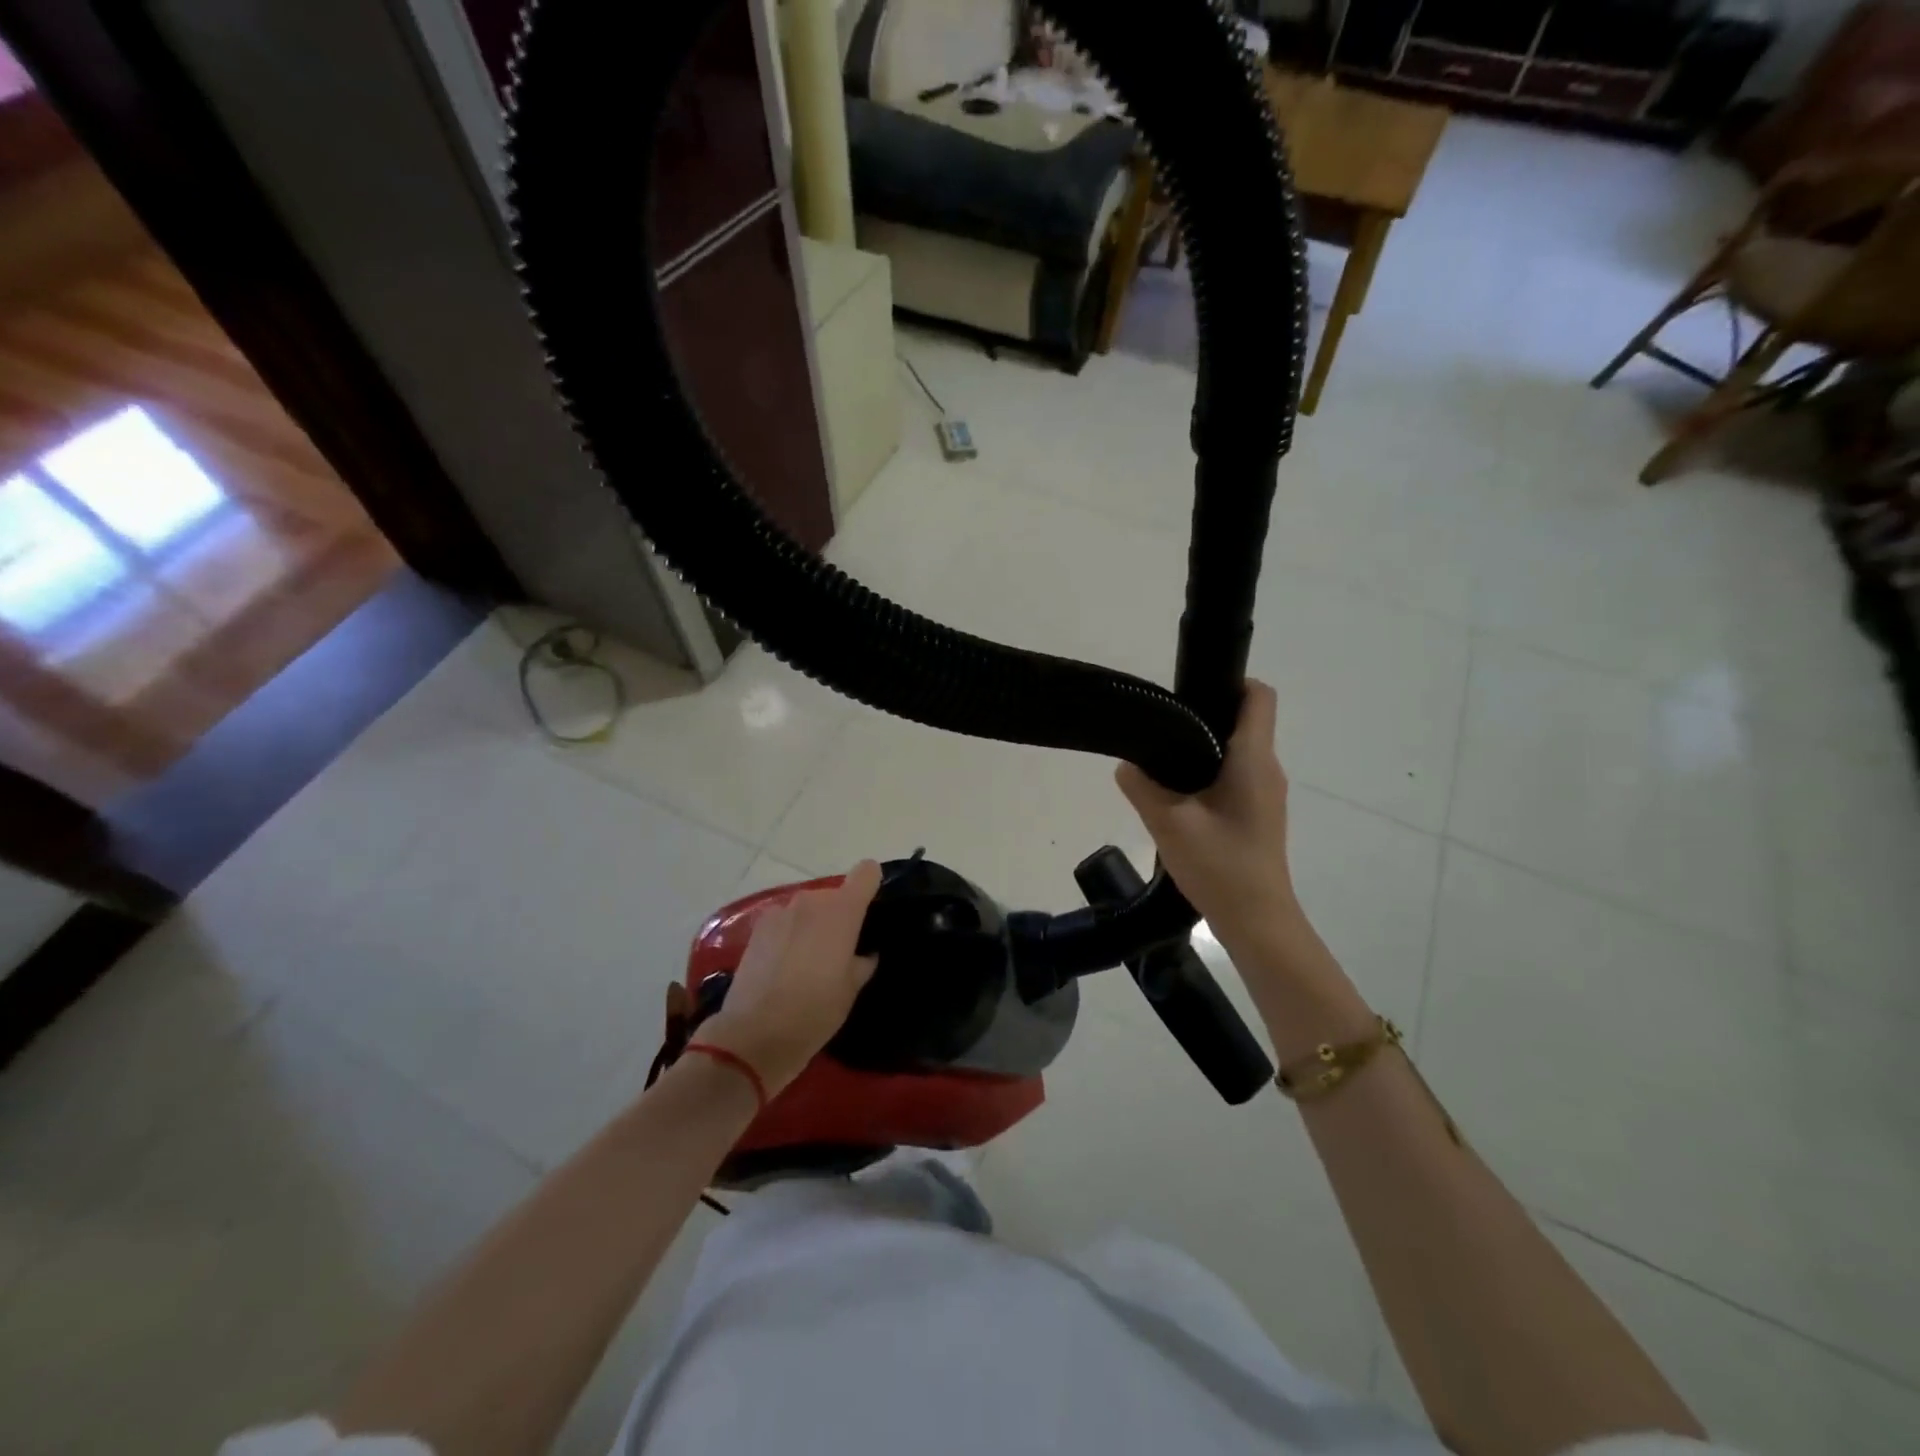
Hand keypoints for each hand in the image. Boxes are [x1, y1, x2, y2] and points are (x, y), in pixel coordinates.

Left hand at [698, 860, 881, 1095]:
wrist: (754, 1035)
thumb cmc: (815, 1011)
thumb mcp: (851, 990)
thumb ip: (862, 961)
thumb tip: (863, 953)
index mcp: (842, 912)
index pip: (866, 872)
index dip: (871, 885)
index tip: (870, 909)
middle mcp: (812, 901)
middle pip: (834, 895)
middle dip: (839, 916)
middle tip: (839, 951)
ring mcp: (781, 912)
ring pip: (808, 908)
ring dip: (812, 925)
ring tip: (808, 960)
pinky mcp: (757, 927)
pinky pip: (784, 921)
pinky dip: (789, 934)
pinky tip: (784, 964)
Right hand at [1116, 680, 1300, 956]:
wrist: (1257, 922)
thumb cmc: (1220, 866)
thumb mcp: (1169, 823)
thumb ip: (1142, 786)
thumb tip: (1127, 764)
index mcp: (1252, 760)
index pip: (1259, 697)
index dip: (1230, 682)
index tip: (1190, 690)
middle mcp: (1266, 769)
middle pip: (1243, 722)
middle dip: (1204, 715)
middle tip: (1161, 727)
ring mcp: (1266, 794)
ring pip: (1236, 752)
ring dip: (1203, 749)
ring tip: (1163, 762)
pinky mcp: (1258, 815)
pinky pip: (1235, 777)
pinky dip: (1209, 775)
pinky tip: (1179, 798)